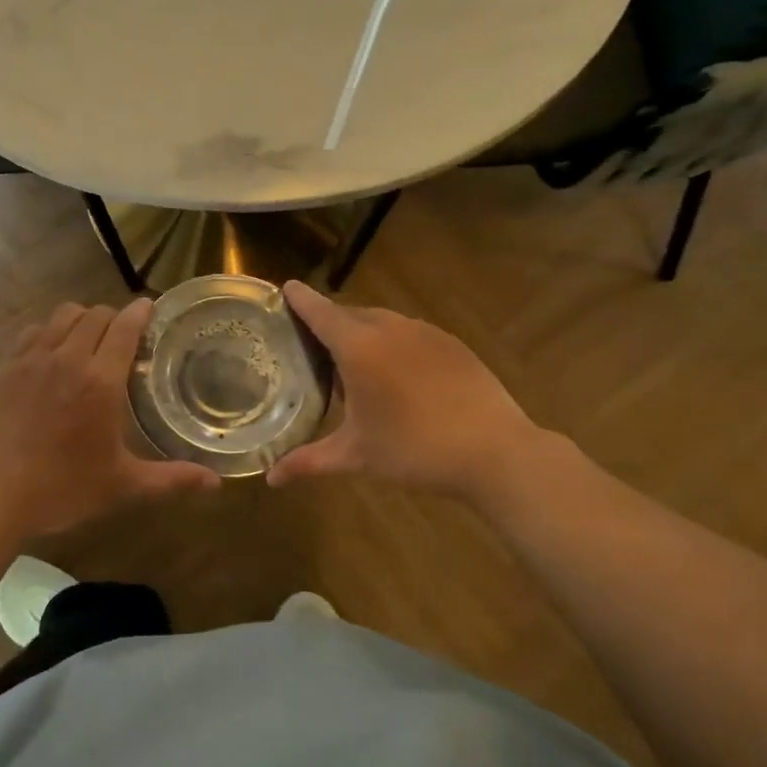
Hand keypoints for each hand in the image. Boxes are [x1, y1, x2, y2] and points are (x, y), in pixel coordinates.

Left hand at [0, 299, 219, 538]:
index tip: (150, 309)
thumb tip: (216, 484)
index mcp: (100, 381)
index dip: (141, 312)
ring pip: (62, 315)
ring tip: (88, 340)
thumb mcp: (122, 486)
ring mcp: (31, 359)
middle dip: (114, 317)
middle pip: (95, 314)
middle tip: (123, 337)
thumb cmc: (61, 490)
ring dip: (81, 319)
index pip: (125, 326)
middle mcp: (67, 358)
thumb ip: (171, 479)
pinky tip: (51, 352)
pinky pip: (32, 331)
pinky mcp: (4, 367)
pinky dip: (49, 331)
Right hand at [266, 281, 543, 499]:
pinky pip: (409, 332)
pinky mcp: (451, 343)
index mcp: (359, 347)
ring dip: (362, 334)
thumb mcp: (357, 456)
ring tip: (355, 365)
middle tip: (312, 346)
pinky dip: (393, 343)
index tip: (285, 288)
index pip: (319, 311)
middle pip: (349, 314)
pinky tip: (398, 375)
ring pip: (381, 322)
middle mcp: (389, 328)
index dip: (299, 299)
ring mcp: (424, 332)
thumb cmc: (415, 450)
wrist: (496, 452)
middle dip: (329, 323)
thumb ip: (309, 461)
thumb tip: (270, 477)